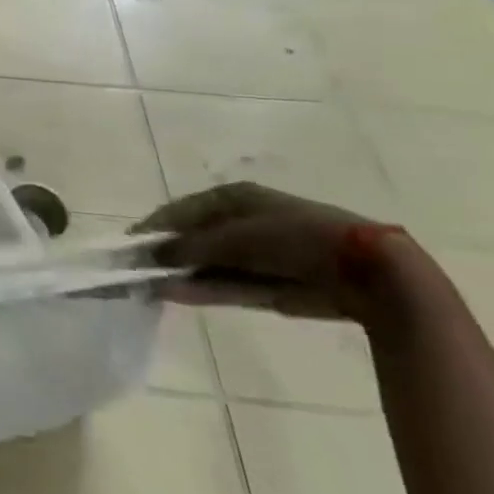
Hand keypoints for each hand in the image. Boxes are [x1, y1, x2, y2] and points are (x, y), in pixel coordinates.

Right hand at [133, 182, 415, 323]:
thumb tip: (152, 254)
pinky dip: (200, 290)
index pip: (181, 210)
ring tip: (148, 287)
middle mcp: (240, 223)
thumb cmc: (293, 236)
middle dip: (166, 254)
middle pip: (193, 238)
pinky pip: (225, 286)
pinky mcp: (267, 286)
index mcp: (233, 198)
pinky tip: (173, 295)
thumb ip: (191, 246)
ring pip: (206, 265)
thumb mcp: (234, 236)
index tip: (128, 244)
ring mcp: (255, 256)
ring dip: (179, 275)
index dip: (155, 226)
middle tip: (135, 269)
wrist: (364, 272)